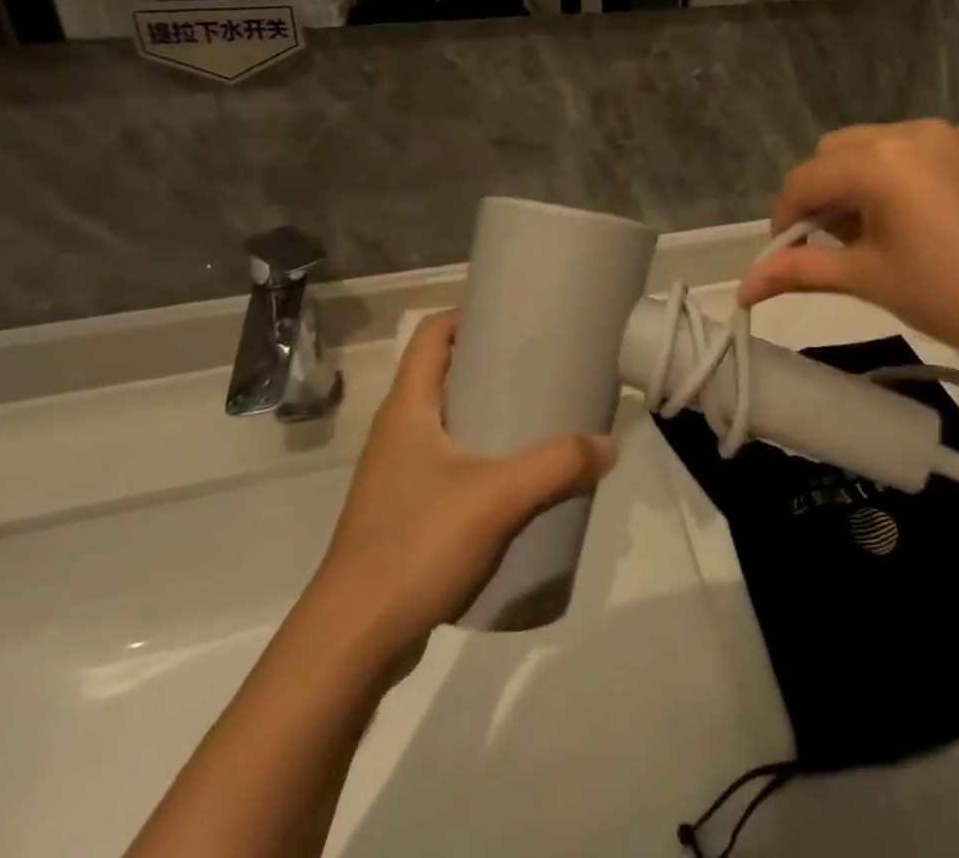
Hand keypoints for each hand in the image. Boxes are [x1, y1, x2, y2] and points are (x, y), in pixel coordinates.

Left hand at [309, 312, 614, 656]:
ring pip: (448, 423)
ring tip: (539, 418)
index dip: (468, 313)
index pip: (431, 335)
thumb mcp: (497, 498)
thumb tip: (607, 446)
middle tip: (543, 365)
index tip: (515, 314)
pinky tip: (516, 481)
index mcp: (407, 409)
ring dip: (488, 413)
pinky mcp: (406, 515)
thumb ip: (557, 466)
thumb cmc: (414, 547)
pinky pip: (450, 465)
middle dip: (491, 363)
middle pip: (444, 375)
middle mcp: (397, 433)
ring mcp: (398, 476)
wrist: (351, 645)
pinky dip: (482, 457)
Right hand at [738, 121, 958, 377]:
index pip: (805, 180)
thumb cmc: (953, 297)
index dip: (786, 219)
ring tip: (884, 231)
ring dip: (863, 181)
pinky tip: (930, 218)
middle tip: (840, 244)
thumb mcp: (870, 280)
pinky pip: (924, 149)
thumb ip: (801, 271)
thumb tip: (743, 288)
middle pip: (838, 152)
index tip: (789, 255)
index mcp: (880, 161)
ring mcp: (954, 133)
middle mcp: (912, 131)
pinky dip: (907, 175)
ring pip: (879, 145)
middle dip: (825, 194)